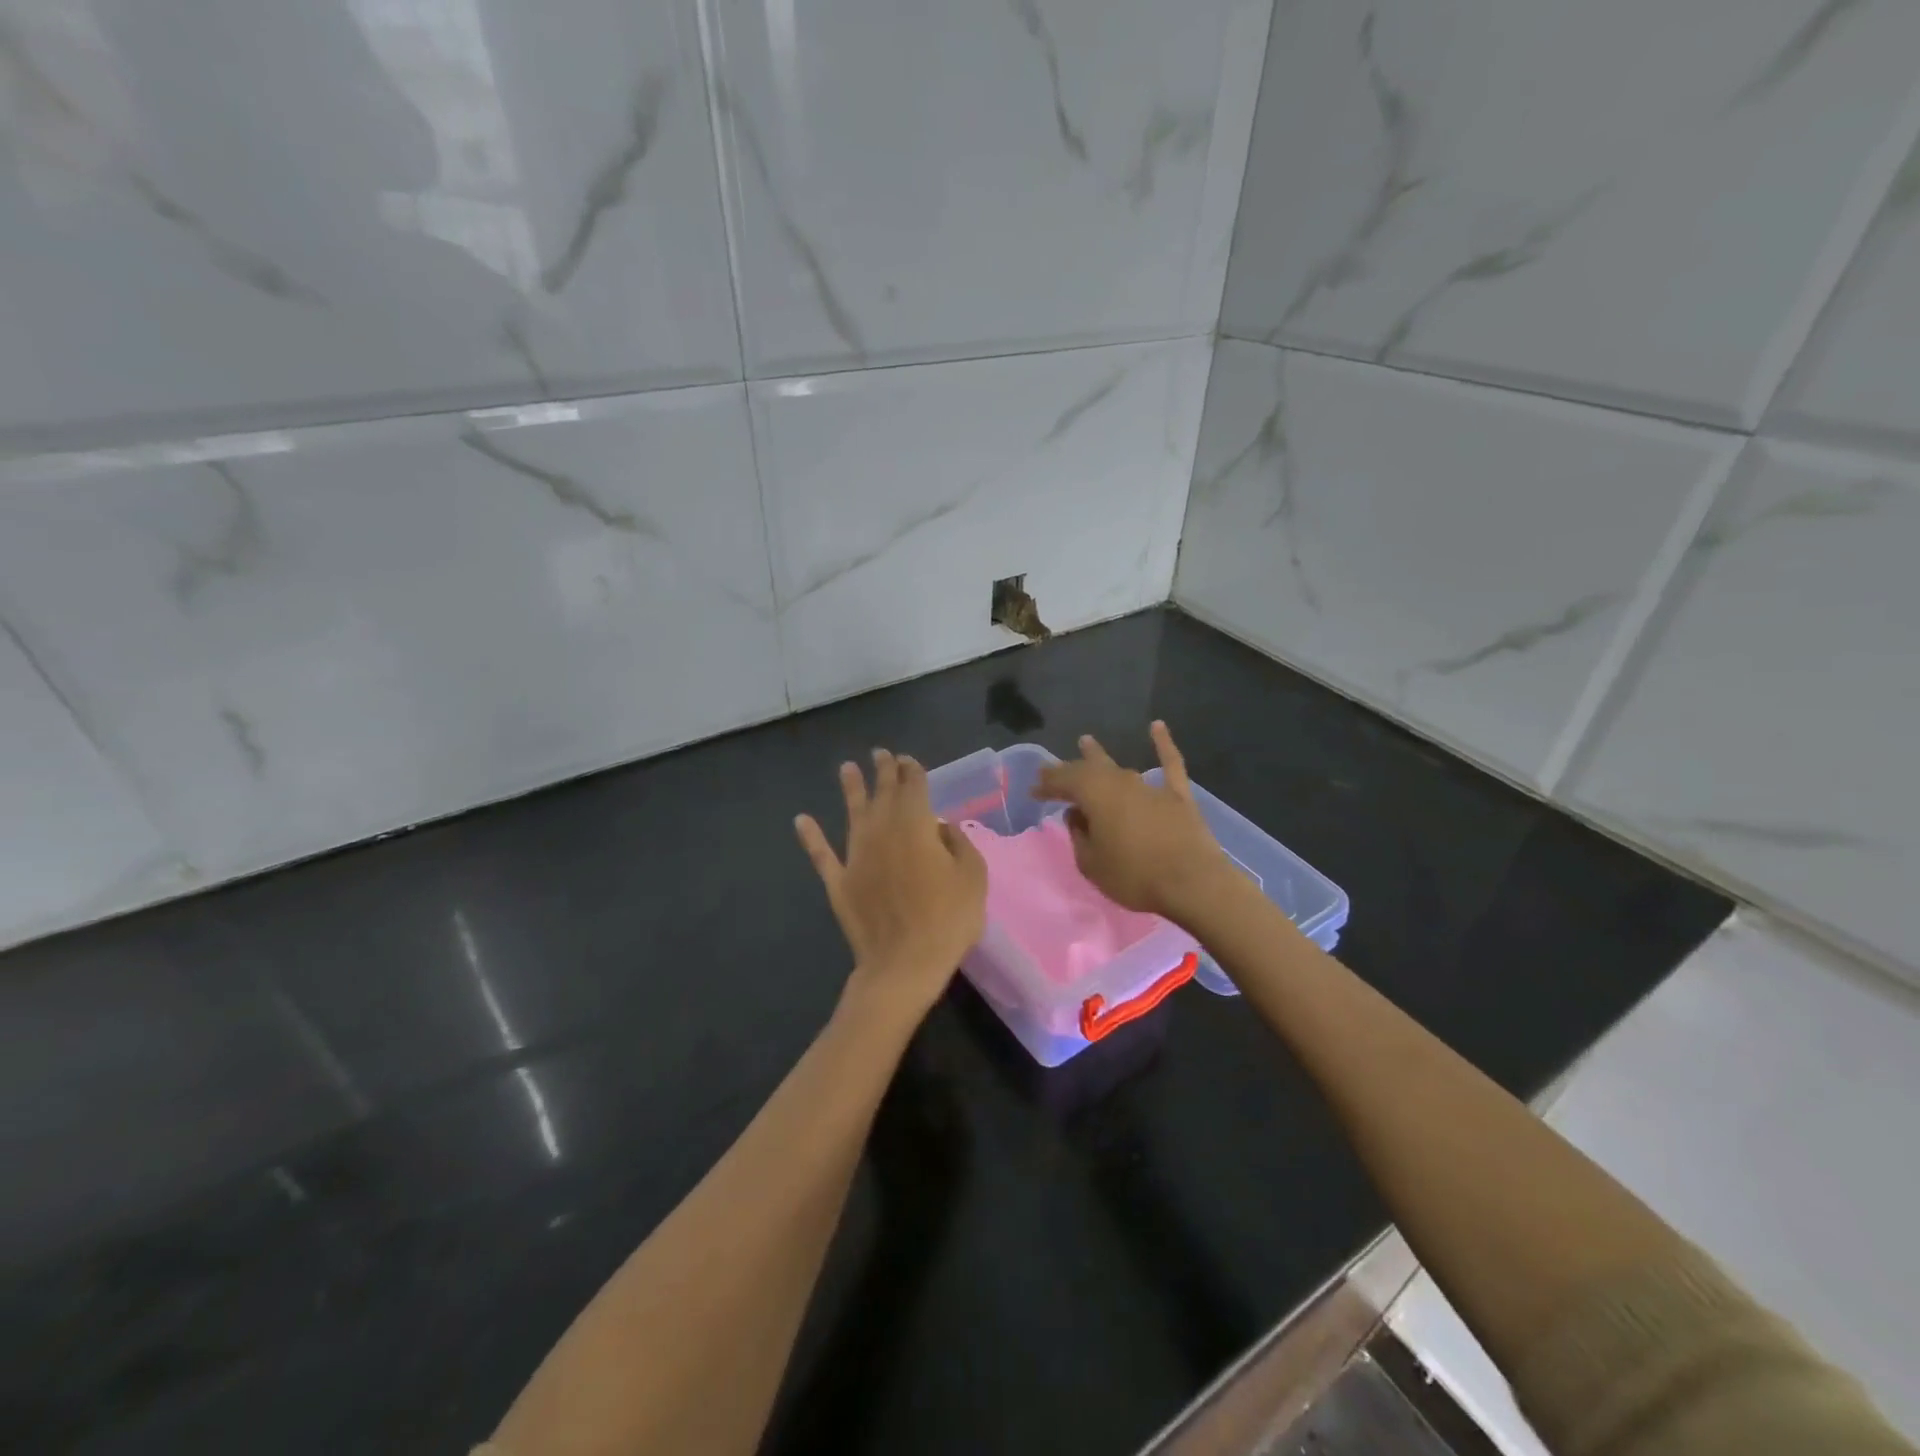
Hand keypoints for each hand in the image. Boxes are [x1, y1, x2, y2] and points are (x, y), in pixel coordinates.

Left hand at [796, 749, 987, 1026]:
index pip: (914, 788)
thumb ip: (958, 844)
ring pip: (852, 814)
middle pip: (883, 794)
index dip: (912, 771)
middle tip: (881, 754)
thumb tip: (940, 827)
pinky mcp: (839, 881)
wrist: (904, 964)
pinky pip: (822, 854)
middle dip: (884, 772)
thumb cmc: (947, 919)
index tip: (908, 760)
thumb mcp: (973, 877)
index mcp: (916, 826)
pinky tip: (801, 820)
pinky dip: (811, 836)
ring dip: (850, 789)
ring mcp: (856, 856)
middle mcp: (882, 831)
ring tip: (846, 768)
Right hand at [1031, 721, 1233, 923]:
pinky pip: (1170, 763)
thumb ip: (1079, 836)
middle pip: (1088, 771)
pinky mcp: (1178, 795)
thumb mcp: (1091, 863)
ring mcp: (1150, 786)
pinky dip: (1163, 743)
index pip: (1063, 782)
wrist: (1193, 883)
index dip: (1046, 785)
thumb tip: (1077, 816)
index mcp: (1094, 794)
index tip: (1033, 791)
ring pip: (1119, 767)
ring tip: (1086, 742)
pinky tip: (1157, 726)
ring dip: (1099, 756)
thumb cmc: (1134, 875)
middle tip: (1051, 771)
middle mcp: (1119, 781)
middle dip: (1067, 771)